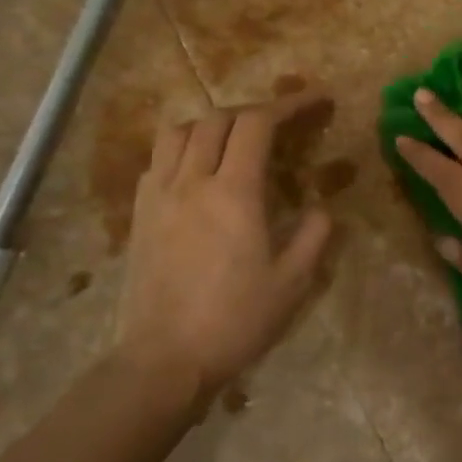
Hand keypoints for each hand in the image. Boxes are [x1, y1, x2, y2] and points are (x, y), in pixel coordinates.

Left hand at [115, 96, 333, 391]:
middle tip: (283, 122)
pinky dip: (184, 148)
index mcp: (234, 192)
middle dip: (256, 110)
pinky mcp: (139, 214)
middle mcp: (192, 181)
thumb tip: (322, 208)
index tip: (316, 101)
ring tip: (236, 139)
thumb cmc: (235, 320)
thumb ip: (314, 235)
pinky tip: (199, 170)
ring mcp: (159, 195)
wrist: (164, 360)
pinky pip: (158, 160)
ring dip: (213, 123)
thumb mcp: (293, 282)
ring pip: (180, 131)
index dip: (289, 104)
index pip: (258, 124)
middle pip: (219, 118)